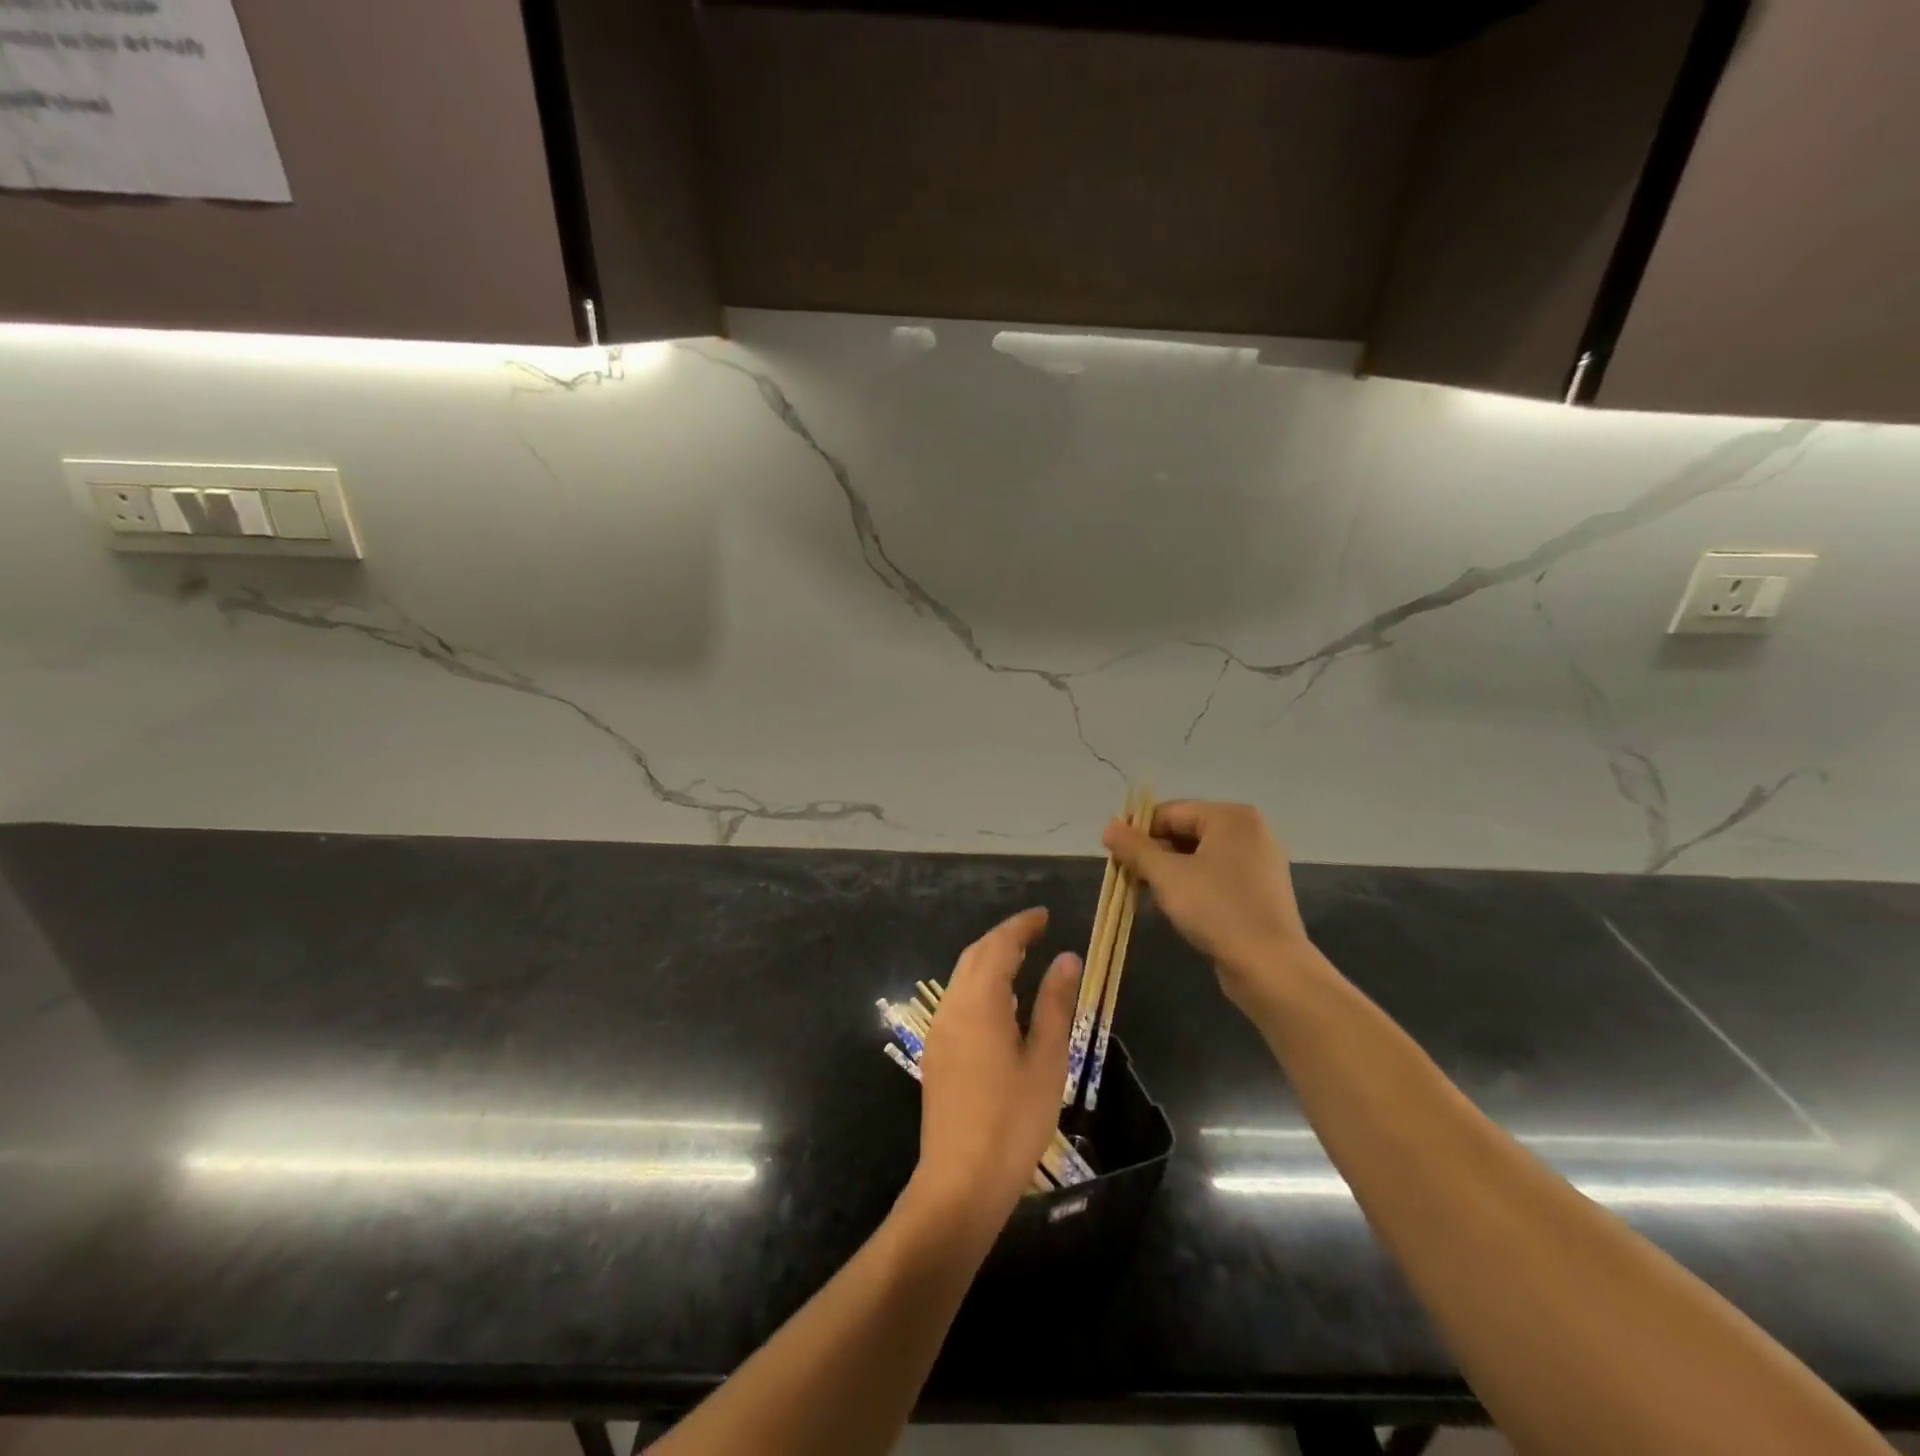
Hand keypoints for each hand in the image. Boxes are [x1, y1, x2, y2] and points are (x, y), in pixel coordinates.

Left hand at [909, 907, 1079, 1229]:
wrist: (960, 1182)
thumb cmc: (1013, 1120)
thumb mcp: (1045, 1059)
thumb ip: (1054, 1003)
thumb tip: (1067, 957)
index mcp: (979, 1002)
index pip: (999, 945)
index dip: (1021, 926)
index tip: (1044, 914)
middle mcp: (952, 1007)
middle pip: (975, 956)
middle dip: (1004, 938)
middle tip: (1036, 932)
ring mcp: (939, 1030)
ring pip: (963, 978)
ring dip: (990, 961)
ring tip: (1024, 960)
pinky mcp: (937, 1053)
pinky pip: (958, 1001)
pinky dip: (981, 986)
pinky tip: (1003, 1004)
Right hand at [1103, 800, 1312, 1012]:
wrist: (1270, 967)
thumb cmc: (1216, 909)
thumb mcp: (1166, 875)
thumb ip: (1135, 848)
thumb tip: (1109, 827)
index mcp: (1231, 817)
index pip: (1170, 812)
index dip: (1137, 830)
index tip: (1112, 852)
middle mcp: (1249, 832)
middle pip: (1185, 832)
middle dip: (1152, 854)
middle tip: (1124, 876)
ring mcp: (1258, 862)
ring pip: (1199, 857)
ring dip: (1167, 873)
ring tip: (1143, 894)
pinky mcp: (1259, 891)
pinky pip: (1215, 877)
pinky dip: (1191, 886)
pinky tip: (1172, 908)